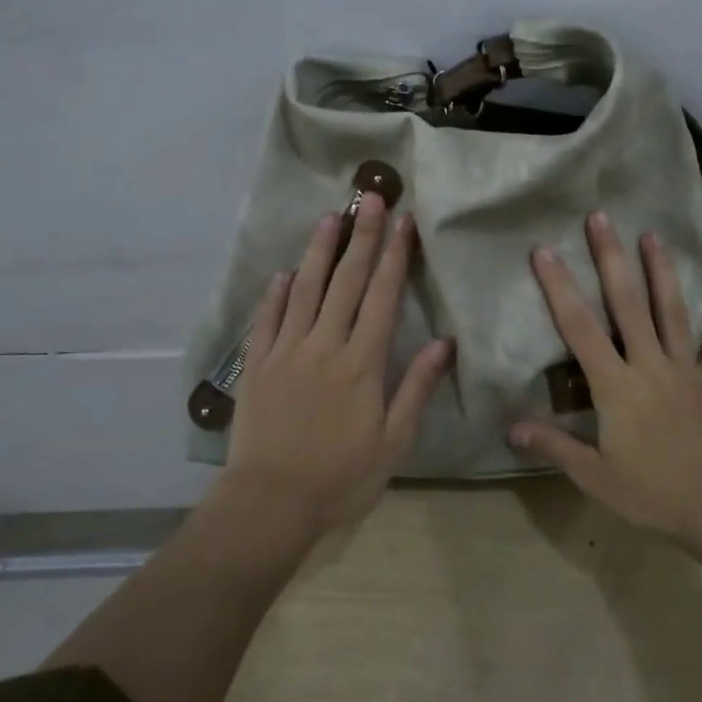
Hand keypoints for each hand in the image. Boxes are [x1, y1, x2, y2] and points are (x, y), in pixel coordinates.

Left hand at [224, 193, 453, 532]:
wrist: (270, 504)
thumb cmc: (341, 477)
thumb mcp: (393, 442)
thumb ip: (416, 388)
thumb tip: (444, 343)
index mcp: (361, 363)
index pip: (382, 297)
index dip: (395, 256)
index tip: (404, 222)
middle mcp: (324, 345)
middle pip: (346, 281)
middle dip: (362, 236)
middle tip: (369, 197)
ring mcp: (285, 351)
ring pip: (304, 289)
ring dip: (319, 251)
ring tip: (331, 217)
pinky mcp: (256, 365)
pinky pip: (267, 319)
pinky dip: (276, 293)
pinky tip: (284, 272)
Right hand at [510, 212, 701, 541]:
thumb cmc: (652, 493)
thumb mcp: (595, 476)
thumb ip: (555, 446)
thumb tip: (512, 427)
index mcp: (616, 385)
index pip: (580, 328)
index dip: (560, 288)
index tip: (546, 252)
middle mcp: (650, 365)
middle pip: (628, 304)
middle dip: (612, 258)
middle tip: (602, 218)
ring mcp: (686, 371)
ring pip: (672, 312)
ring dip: (662, 272)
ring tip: (654, 236)